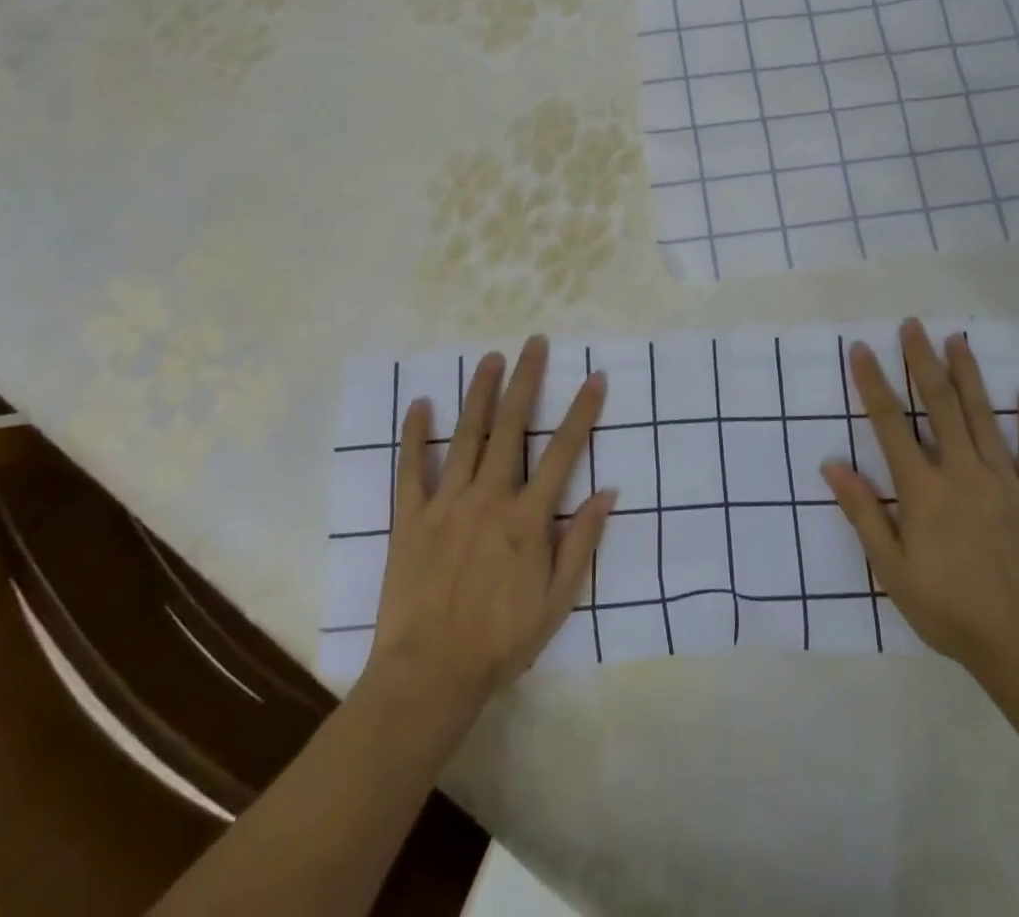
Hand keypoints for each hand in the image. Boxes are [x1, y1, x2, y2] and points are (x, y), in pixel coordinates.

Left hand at [368, 335, 615, 713]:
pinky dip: (415, 435)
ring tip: (490, 357)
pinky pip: (411, 468)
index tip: (594, 377)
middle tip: (534, 343)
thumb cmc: (500, 641)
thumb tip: (608, 492)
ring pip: (466, 435)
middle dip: (526, 380)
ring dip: (480, 393)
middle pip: (511, 427)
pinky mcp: (410, 517)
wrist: (428, 676)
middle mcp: (489, 497)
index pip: (562, 451)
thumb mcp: (557, 602)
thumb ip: (581, 542)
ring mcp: (446, 503)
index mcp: (527, 518)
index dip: (582, 412)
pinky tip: (419, 404)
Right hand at [822, 319, 1018, 693]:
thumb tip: (832, 466)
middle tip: (912, 325)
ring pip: (983, 417)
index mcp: (924, 490)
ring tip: (957, 340)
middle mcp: (962, 473)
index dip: (873, 384)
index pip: (891, 424)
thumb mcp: (892, 570)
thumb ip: (863, 514)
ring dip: (968, 375)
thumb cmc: (948, 610)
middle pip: (939, 405)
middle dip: (923, 362)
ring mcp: (1004, 482)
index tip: (862, 349)